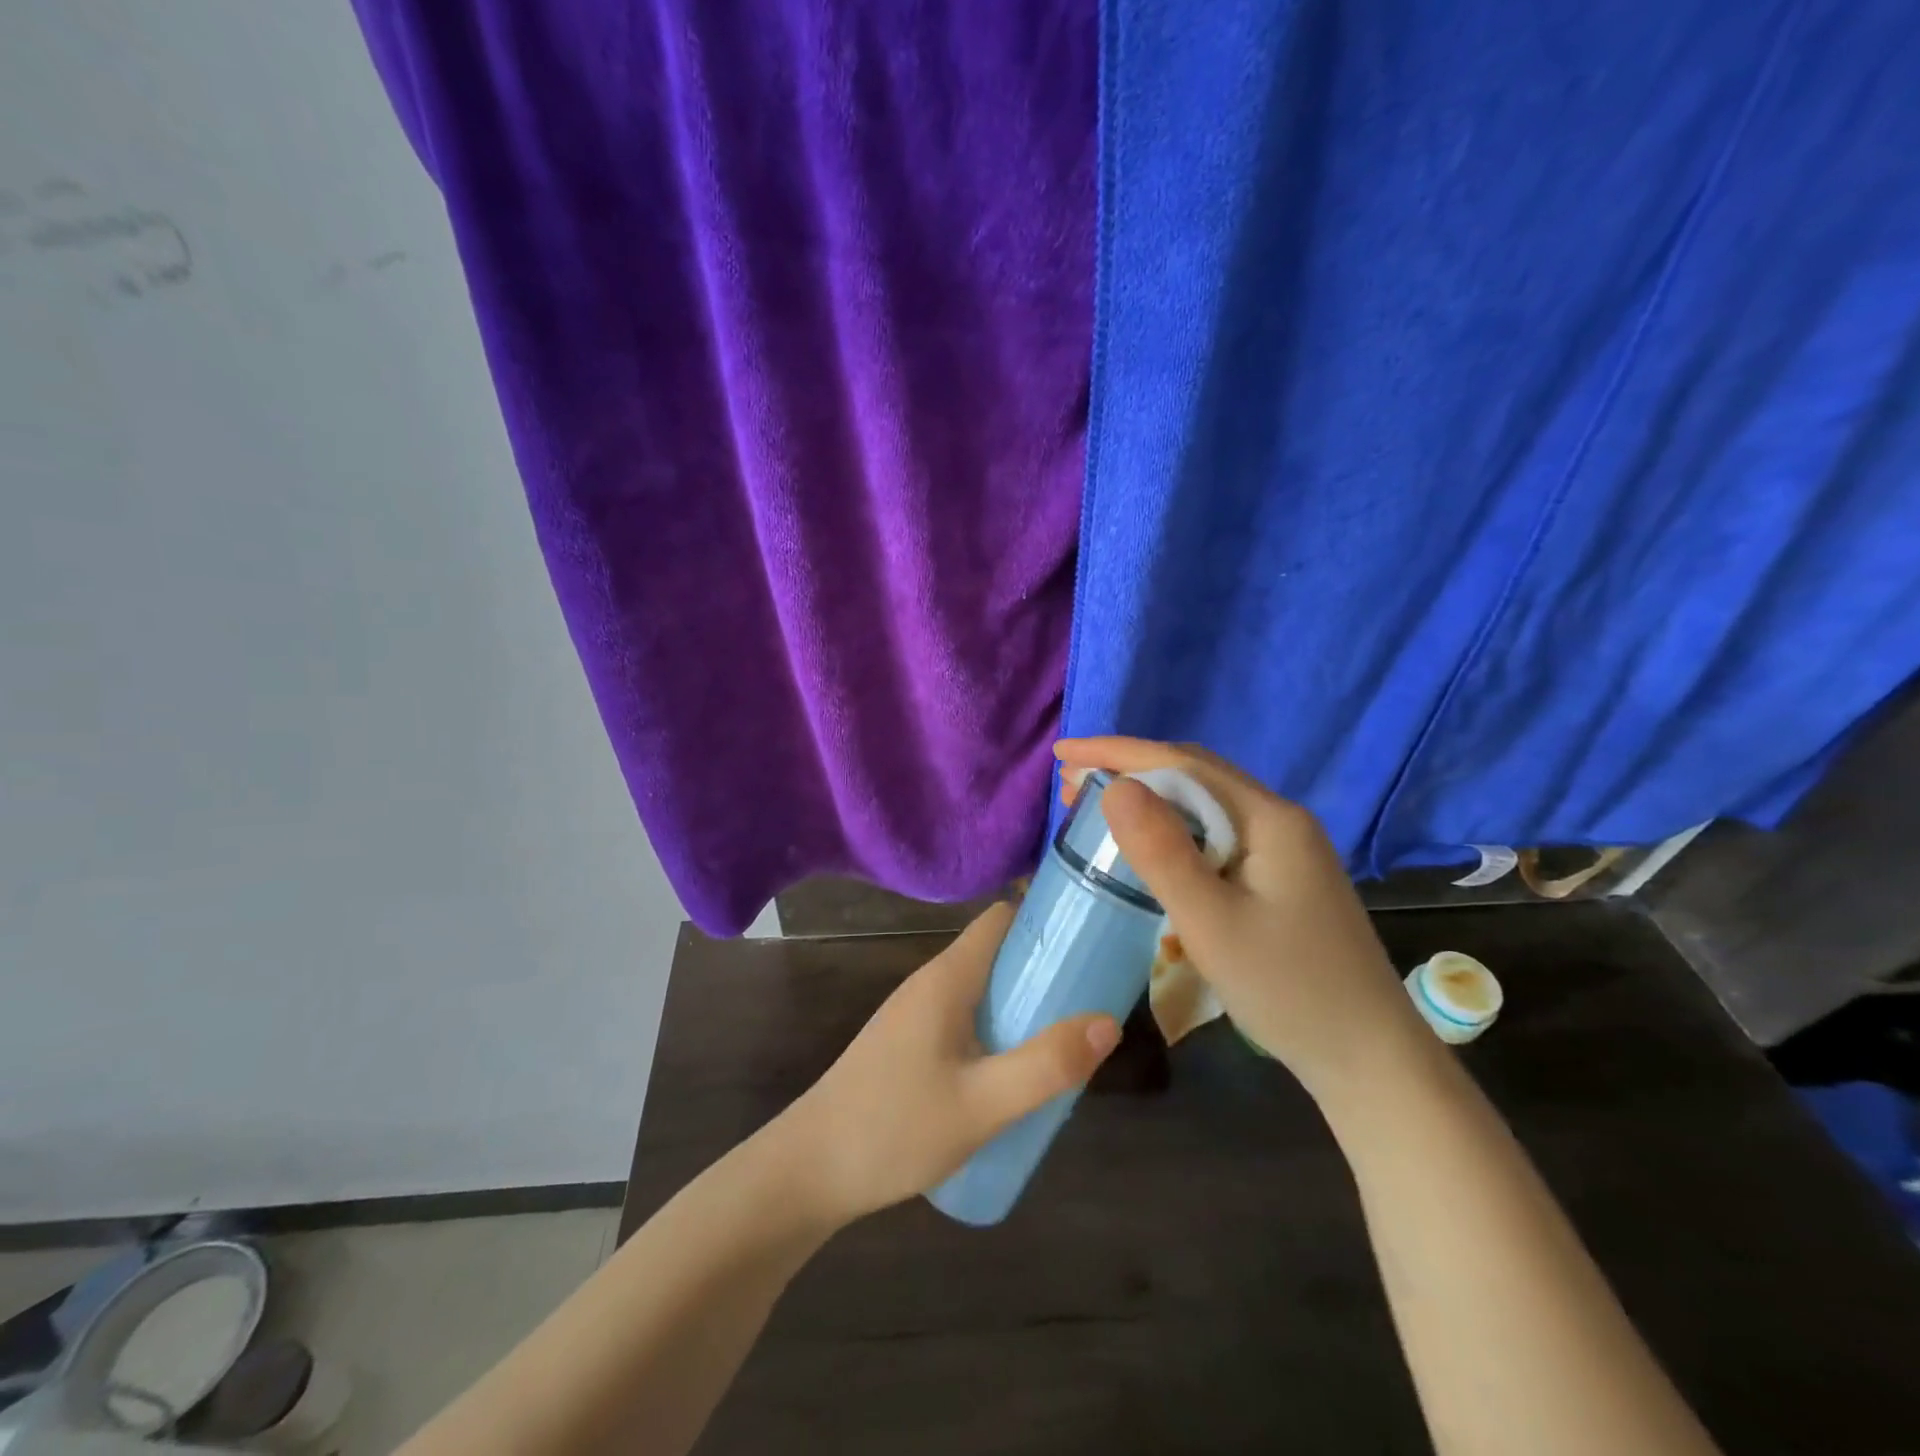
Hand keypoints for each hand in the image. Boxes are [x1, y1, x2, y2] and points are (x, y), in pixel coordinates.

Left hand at [780, 904, 1121, 1224]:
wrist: (809, 1171)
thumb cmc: (894, 1127)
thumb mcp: (982, 1104)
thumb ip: (1045, 1065)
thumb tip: (1107, 1022)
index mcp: (947, 977)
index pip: (1001, 919)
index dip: (1045, 918)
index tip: (1091, 938)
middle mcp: (931, 984)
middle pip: (997, 954)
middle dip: (1045, 969)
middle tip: (1093, 999)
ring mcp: (917, 1015)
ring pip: (983, 991)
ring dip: (1024, 1005)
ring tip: (1068, 1038)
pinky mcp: (910, 1045)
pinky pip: (967, 1020)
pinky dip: (1000, 1031)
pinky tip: (1018, 1074)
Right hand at [1056, 736, 1425, 1100]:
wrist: (1369, 1060)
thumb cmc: (1288, 991)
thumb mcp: (1211, 922)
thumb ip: (1162, 852)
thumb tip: (1115, 786)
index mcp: (1269, 819)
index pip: (1182, 764)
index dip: (1117, 752)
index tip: (1063, 751)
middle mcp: (1280, 820)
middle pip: (1195, 776)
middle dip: (1130, 769)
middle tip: (1071, 782)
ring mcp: (1285, 850)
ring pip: (1206, 804)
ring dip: (1150, 798)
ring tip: (1097, 805)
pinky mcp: (1282, 878)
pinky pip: (1216, 833)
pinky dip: (1173, 828)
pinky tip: (1150, 845)